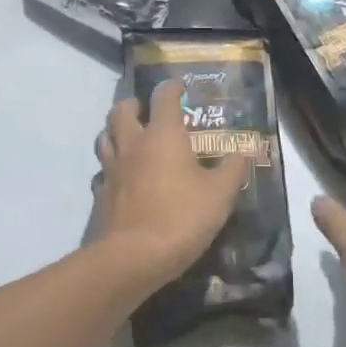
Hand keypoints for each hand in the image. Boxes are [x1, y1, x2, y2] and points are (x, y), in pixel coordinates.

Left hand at [96, 79, 248, 285]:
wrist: (133, 258)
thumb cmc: (181, 217)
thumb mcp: (220, 193)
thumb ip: (234, 168)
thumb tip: (244, 150)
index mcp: (163, 135)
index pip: (163, 97)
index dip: (172, 88)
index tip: (180, 88)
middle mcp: (133, 144)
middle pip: (122, 110)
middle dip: (134, 105)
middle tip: (147, 111)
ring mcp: (112, 169)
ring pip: (105, 138)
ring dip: (116, 132)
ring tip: (131, 140)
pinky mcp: (101, 195)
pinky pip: (103, 172)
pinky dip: (111, 169)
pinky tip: (123, 179)